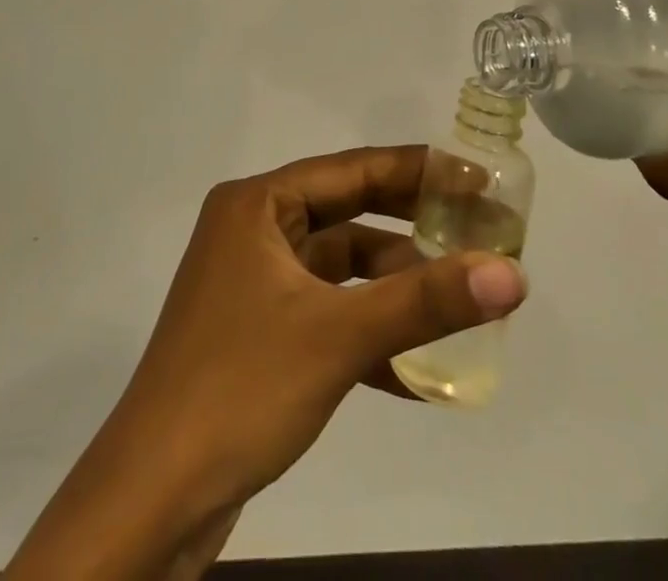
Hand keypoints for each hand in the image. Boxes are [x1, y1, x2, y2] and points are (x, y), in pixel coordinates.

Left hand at [5, 146, 524, 580]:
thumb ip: (426, 302)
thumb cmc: (242, 386)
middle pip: (347, 214)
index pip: (350, 170)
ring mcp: (253, 282)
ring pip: (339, 269)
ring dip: (393, 289)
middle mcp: (253, 230)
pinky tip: (415, 375)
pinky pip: (325, 313)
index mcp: (258, 205)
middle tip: (478, 229)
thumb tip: (512, 274)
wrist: (154, 496)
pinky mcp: (258, 331)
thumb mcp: (339, 336)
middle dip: (410, 227)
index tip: (474, 176)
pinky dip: (366, 333)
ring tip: (457, 301)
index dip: (415, 171)